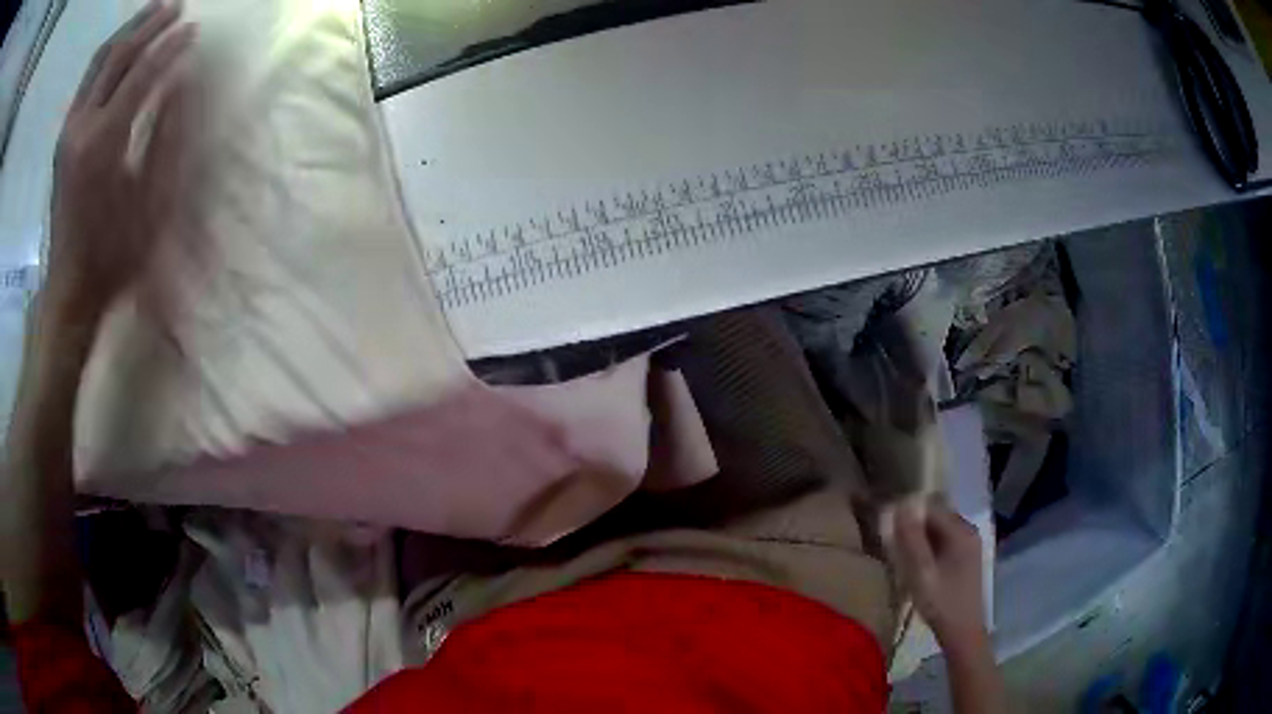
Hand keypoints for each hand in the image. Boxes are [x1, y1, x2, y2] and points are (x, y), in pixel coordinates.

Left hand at [46, 0, 194, 321]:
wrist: (70, 290)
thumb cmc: (113, 254)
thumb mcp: (150, 202)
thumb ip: (166, 135)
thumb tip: (180, 81)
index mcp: (102, 142)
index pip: (142, 72)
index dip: (170, 47)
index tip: (194, 30)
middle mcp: (81, 127)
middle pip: (118, 55)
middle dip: (150, 24)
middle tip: (177, 7)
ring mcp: (68, 132)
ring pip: (99, 60)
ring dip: (127, 30)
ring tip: (152, 12)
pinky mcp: (62, 140)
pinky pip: (86, 81)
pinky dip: (107, 54)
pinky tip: (122, 47)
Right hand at [885, 499, 987, 653]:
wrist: (963, 632)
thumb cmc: (941, 603)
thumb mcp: (921, 573)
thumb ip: (911, 539)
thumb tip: (900, 504)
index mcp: (961, 531)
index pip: (930, 507)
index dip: (907, 512)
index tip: (887, 527)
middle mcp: (968, 531)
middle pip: (935, 516)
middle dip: (913, 524)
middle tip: (891, 542)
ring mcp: (969, 544)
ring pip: (938, 529)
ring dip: (919, 537)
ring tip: (901, 554)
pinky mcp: (966, 557)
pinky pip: (944, 541)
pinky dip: (928, 547)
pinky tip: (917, 565)